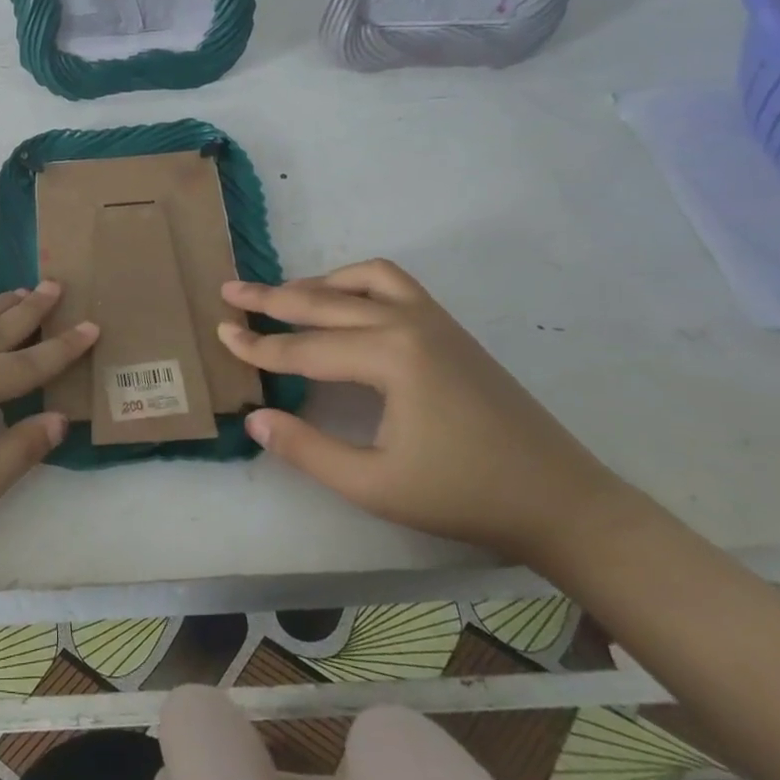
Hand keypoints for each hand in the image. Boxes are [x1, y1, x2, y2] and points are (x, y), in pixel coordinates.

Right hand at [218, 260, 620, 563]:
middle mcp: (408, 323)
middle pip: (324, 300)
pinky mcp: (449, 327)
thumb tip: (255, 418)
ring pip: (362, 279)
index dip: (257, 346)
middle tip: (230, 291)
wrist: (559, 500)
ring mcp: (434, 319)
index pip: (304, 347)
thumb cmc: (463, 495)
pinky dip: (357, 283)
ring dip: (318, 283)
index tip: (219, 333)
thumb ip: (306, 449)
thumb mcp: (373, 485)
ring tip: (284, 296)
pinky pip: (394, 284)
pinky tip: (344, 304)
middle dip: (272, 298)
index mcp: (389, 357)